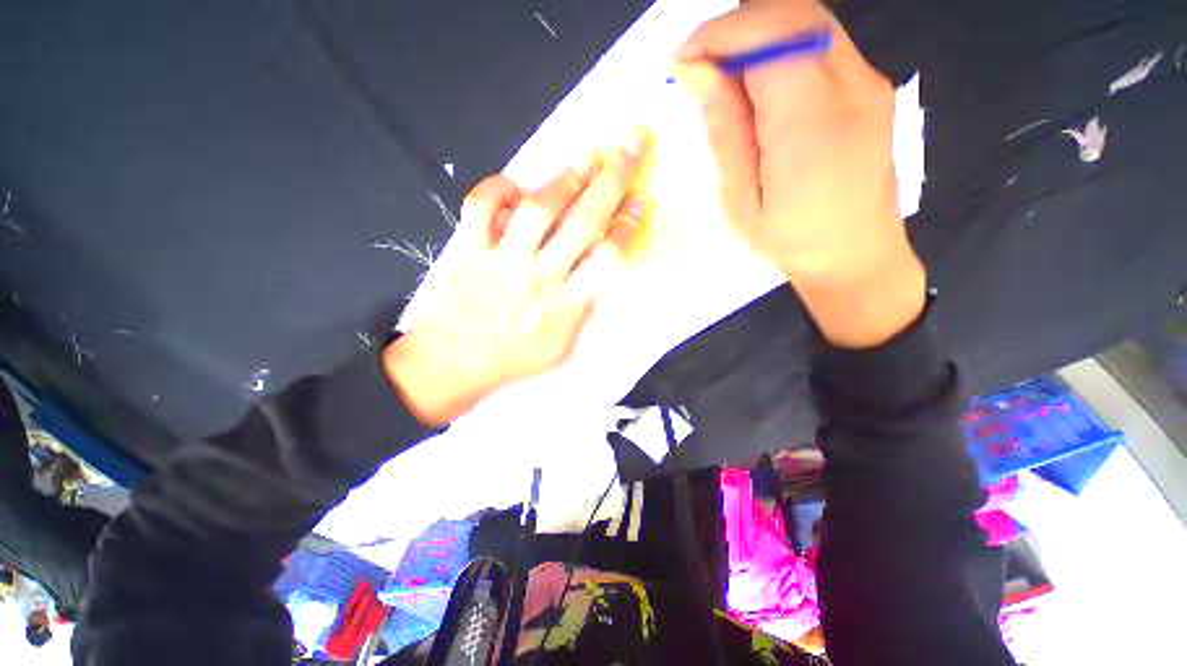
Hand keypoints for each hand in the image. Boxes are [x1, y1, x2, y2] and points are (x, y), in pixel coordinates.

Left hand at [385, 132, 648, 425]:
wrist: (452, 365)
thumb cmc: (513, 360)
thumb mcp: (562, 347)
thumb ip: (581, 310)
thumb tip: (593, 273)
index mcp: (566, 306)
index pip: (606, 258)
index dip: (627, 224)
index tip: (639, 199)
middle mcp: (539, 278)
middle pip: (582, 222)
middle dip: (612, 180)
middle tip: (629, 146)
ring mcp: (501, 262)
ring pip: (538, 210)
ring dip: (565, 179)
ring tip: (586, 159)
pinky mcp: (467, 251)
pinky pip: (480, 207)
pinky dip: (496, 189)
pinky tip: (513, 187)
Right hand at [674, 0, 925, 347]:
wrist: (856, 256)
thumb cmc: (791, 240)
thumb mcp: (741, 199)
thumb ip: (724, 130)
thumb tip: (698, 72)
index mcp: (812, 126)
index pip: (768, 38)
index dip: (718, 36)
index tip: (682, 61)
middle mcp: (852, 88)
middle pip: (793, 14)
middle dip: (735, 28)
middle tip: (699, 66)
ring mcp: (869, 83)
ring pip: (808, 21)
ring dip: (757, 36)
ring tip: (723, 78)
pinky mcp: (871, 87)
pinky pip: (821, 44)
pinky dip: (780, 48)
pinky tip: (757, 86)